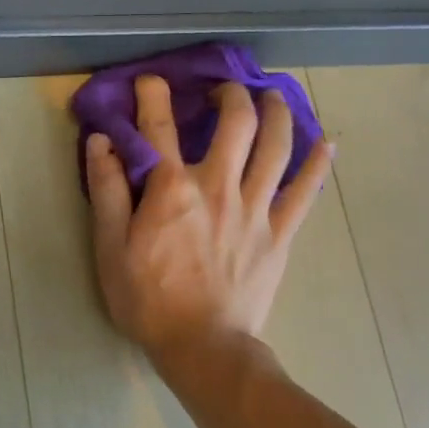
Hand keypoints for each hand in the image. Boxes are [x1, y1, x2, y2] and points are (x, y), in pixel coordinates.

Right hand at [87, 76, 332, 360]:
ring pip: (276, 146)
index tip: (150, 80)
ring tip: (272, 96)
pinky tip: (326, 142)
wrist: (203, 347)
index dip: (153, 96)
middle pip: (235, 123)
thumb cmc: (148, 298)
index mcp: (172, 188)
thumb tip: (102, 141)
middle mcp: (218, 186)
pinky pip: (306, 191)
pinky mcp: (280, 232)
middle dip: (231, 95)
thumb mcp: (110, 246)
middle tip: (224, 90)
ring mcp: (256, 208)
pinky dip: (318, 163)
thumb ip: (107, 190)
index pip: (160, 127)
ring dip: (276, 113)